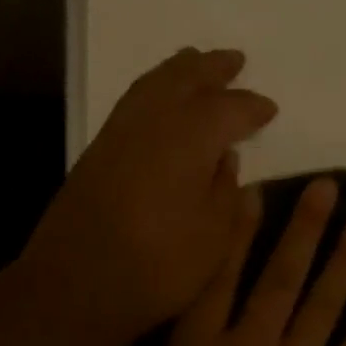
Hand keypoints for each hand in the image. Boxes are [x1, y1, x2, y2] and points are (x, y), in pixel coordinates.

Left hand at [23, 48, 276, 345]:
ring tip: (196, 63)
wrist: (76, 285)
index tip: (269, 109)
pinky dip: (152, 89)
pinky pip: (132, 102)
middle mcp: (152, 122)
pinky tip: (159, 102)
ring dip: (178, 70)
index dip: (251, 107)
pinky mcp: (96, 152)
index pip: (228, 109)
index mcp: (189, 138)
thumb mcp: (213, 238)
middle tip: (235, 60)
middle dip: (213, 68)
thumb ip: (225, 192)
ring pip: (152, 84)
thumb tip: (225, 160)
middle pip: (185, 78)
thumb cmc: (157, 267)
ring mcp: (118, 134)